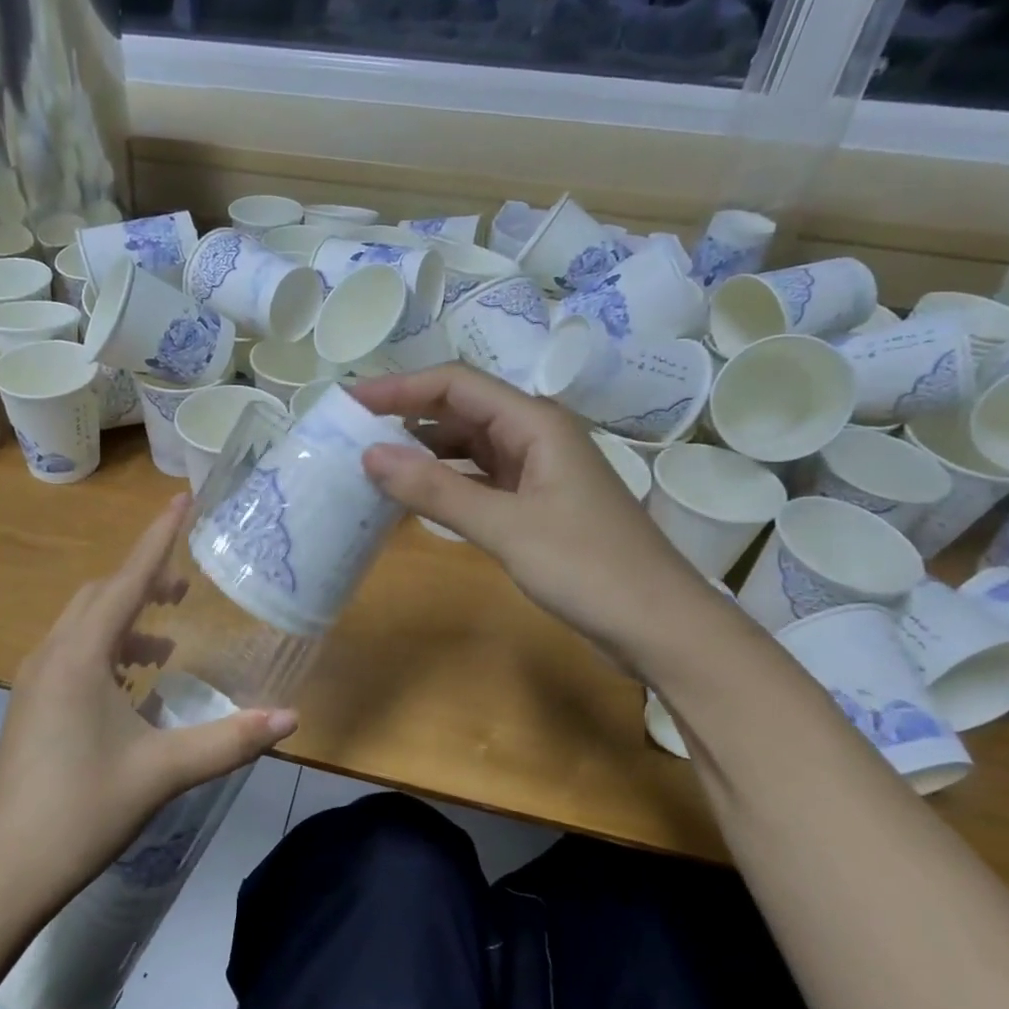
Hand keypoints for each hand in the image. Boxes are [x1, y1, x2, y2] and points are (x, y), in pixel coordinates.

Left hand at [0, 496, 297, 914]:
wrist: (4, 871)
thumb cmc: (82, 809)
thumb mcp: (163, 771)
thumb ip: (229, 740)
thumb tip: (291, 717)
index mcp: (80, 655)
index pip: (128, 580)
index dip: (158, 538)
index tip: (182, 500)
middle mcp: (52, 654)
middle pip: (102, 595)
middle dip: (145, 581)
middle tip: (187, 589)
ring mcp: (34, 680)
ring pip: (84, 624)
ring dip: (125, 619)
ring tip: (167, 640)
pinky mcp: (30, 705)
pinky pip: (73, 652)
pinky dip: (107, 648)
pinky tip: (133, 684)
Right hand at [354, 364, 716, 664]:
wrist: (658, 625)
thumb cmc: (588, 568)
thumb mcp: (505, 527)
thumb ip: (436, 490)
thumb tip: (370, 455)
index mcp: (535, 423)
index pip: (456, 384)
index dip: (400, 387)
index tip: (350, 402)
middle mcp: (536, 434)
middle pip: (462, 408)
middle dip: (408, 415)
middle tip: (352, 432)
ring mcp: (538, 469)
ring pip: (470, 444)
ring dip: (425, 448)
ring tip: (374, 461)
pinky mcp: (537, 502)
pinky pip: (481, 477)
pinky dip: (447, 480)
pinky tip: (417, 495)